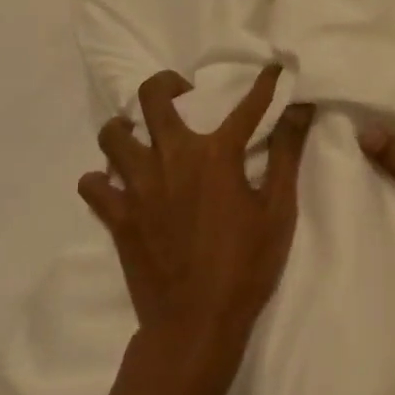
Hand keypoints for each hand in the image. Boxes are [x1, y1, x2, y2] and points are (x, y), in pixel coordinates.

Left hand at [79, 66, 314, 382]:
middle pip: (153, 97)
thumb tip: (301, 108)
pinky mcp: (117, 216)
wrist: (195, 326)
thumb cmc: (245, 266)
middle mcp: (171, 157)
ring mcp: (138, 186)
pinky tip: (120, 184)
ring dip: (128, 128)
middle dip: (167, 84)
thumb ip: (288, 153)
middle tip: (182, 95)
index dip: (265, 83)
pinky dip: (102, 178)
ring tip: (144, 137)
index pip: (247, 104)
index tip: (274, 68)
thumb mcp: (279, 210)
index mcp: (215, 153)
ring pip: (113, 135)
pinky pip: (93, 184)